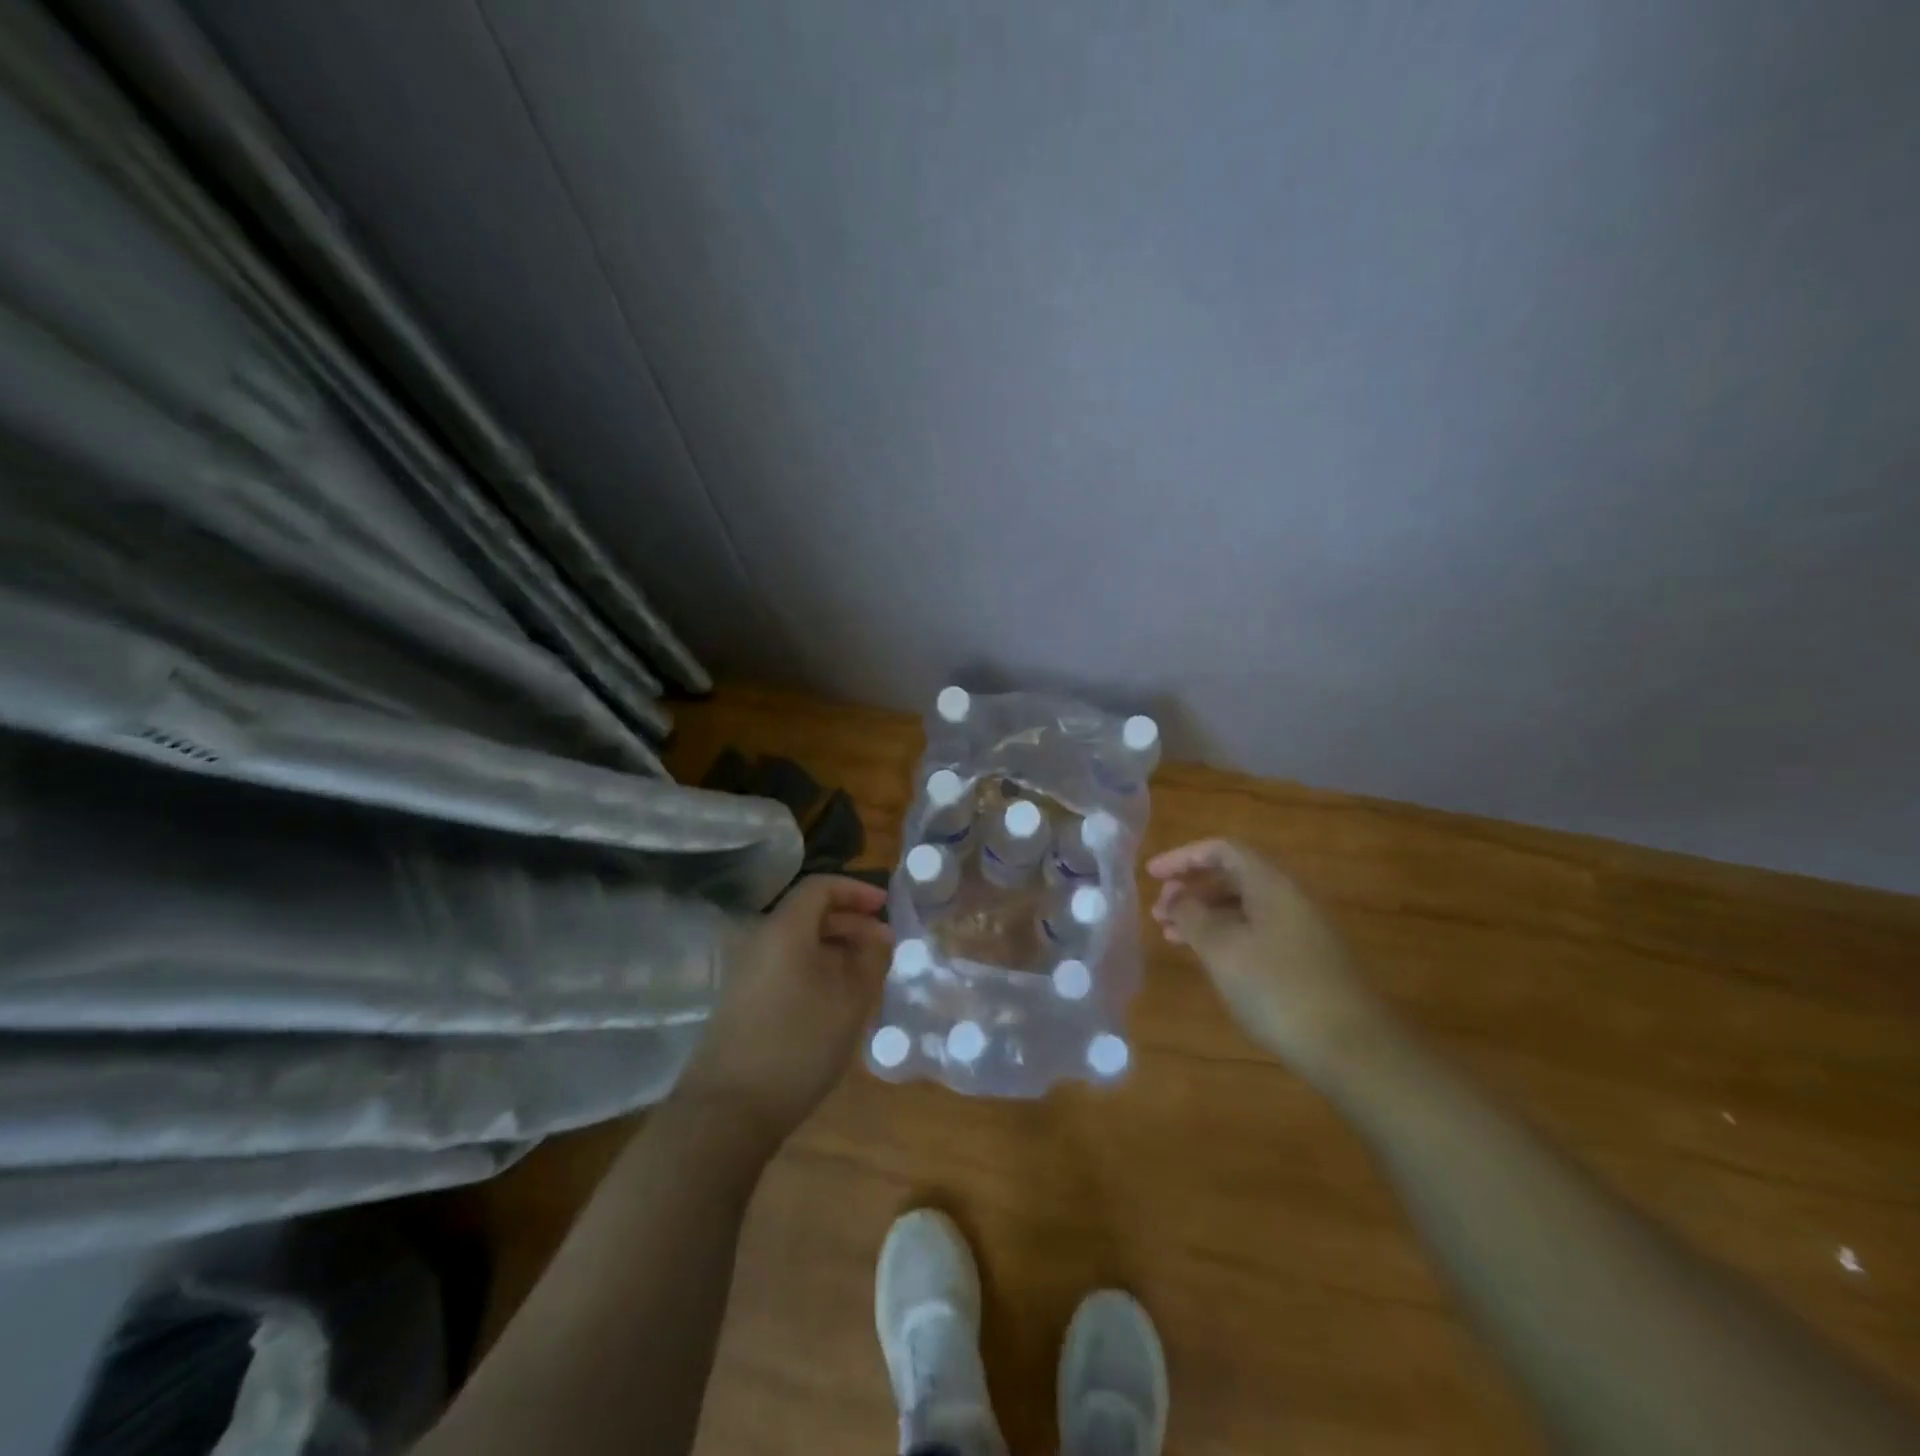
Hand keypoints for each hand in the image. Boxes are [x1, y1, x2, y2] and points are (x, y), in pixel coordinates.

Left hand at [680, 876, 891, 1144]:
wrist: (728, 1110)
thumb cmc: (798, 1044)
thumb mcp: (850, 1000)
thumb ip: (871, 959)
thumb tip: (880, 935)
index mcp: (785, 929)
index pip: (820, 887)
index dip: (856, 891)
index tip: (885, 907)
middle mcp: (760, 941)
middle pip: (808, 914)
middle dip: (850, 922)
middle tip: (883, 947)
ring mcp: (747, 972)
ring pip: (798, 944)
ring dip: (835, 950)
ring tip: (866, 976)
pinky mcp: (742, 1001)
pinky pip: (785, 967)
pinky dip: (815, 970)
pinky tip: (835, 1001)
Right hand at [1147, 839, 1387, 1079]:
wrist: (1352, 1049)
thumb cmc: (1278, 988)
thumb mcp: (1222, 948)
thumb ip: (1192, 915)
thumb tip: (1176, 897)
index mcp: (1271, 884)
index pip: (1222, 850)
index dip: (1183, 857)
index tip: (1152, 876)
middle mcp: (1288, 898)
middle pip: (1233, 876)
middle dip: (1191, 888)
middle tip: (1159, 912)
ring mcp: (1300, 930)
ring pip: (1242, 907)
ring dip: (1204, 915)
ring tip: (1171, 936)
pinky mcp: (1304, 961)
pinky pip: (1255, 931)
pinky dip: (1224, 936)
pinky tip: (1208, 959)